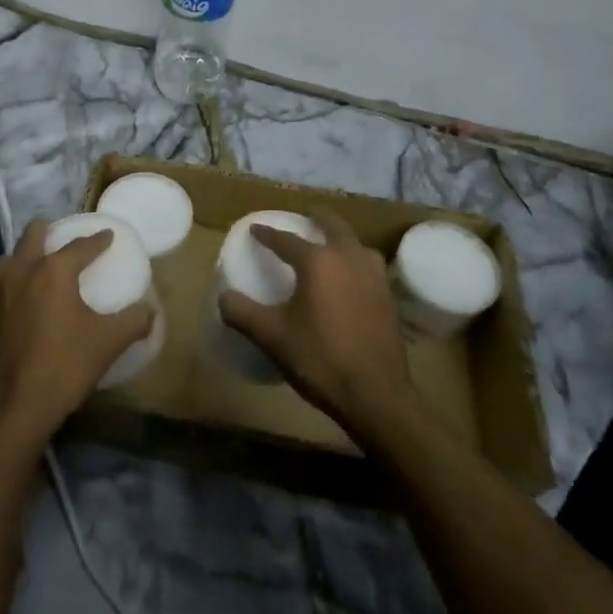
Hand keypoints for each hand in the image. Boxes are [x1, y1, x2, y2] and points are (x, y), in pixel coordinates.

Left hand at [0, 219, 155, 442]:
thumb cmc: (64, 366)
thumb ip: (133, 322)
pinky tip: (13, 306)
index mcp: (52, 272)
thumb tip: (150, 310)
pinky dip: (4, 292)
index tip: (107, 235)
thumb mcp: (108, 343)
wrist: (13, 407)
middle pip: (32, 236)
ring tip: (31, 266)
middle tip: (58, 235)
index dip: (97, 240)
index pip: (79, 246)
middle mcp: (20, 273)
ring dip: (19, 257)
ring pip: (4, 260)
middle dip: (47, 231)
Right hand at [219, 211, 413, 433]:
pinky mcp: (389, 299)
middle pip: (334, 227)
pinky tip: (350, 280)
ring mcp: (374, 278)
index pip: (287, 239)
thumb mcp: (271, 337)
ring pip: (358, 246)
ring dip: (343, 240)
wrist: (375, 395)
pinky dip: (356, 263)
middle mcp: (349, 259)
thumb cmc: (320, 359)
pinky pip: (369, 267)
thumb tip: (224, 297)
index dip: (268, 234)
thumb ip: (242, 312)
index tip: (255, 229)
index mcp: (318, 262)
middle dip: (318, 220)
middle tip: (306, 218)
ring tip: (330, 247)